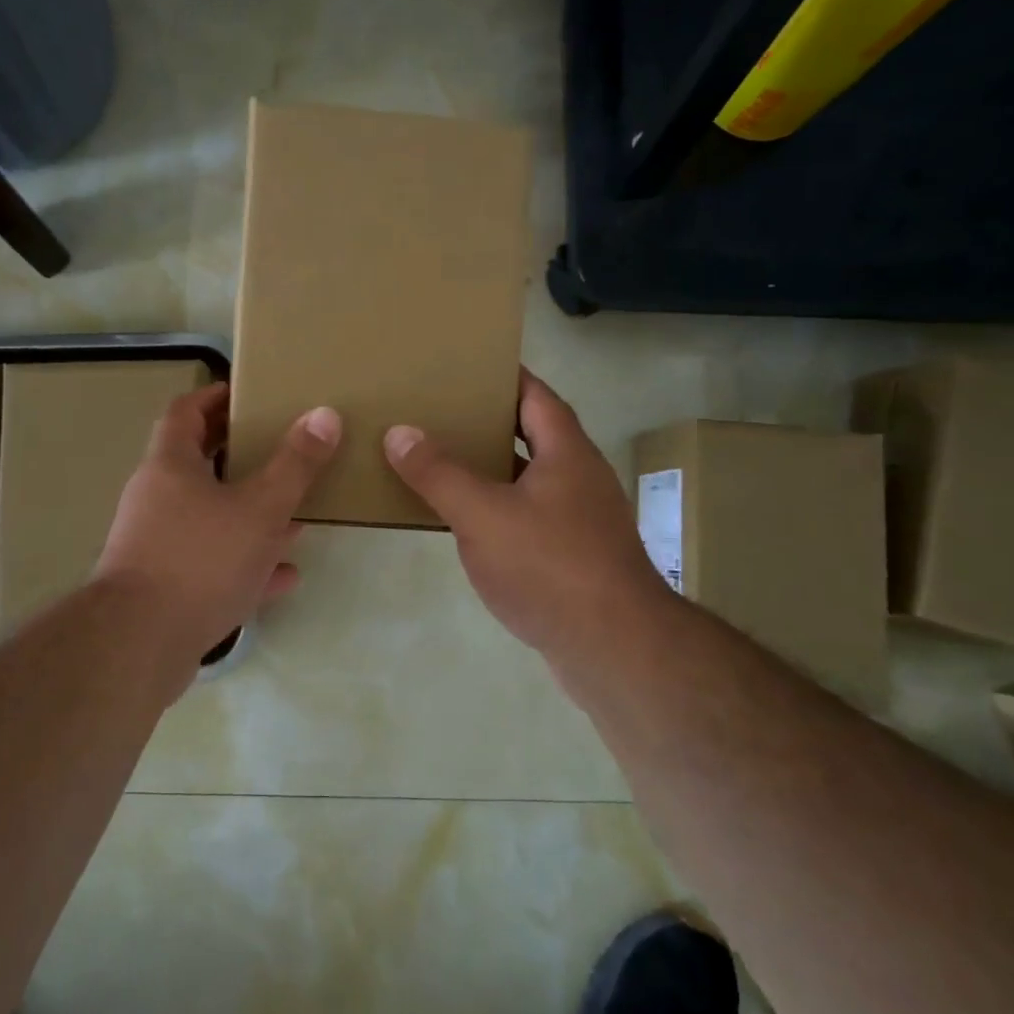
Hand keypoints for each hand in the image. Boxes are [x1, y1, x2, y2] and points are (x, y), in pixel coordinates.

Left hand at [96, 382, 340, 672]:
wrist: (139, 645)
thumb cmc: (200, 559)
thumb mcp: (260, 507)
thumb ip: (295, 464)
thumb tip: (325, 415)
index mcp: (170, 465)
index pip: (186, 411)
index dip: (215, 396)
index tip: (249, 393)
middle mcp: (157, 498)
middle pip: (199, 463)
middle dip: (241, 455)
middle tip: (282, 448)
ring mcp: (158, 545)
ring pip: (210, 517)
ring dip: (250, 514)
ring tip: (295, 513)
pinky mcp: (166, 587)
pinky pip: (212, 564)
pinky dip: (246, 563)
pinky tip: (285, 574)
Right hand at [384, 369, 671, 667]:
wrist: (613, 648)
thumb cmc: (549, 566)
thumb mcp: (482, 515)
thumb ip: (439, 473)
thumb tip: (399, 432)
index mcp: (567, 453)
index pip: (536, 395)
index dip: (505, 376)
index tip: (468, 364)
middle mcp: (580, 478)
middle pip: (534, 435)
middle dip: (490, 422)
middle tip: (441, 412)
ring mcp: (581, 520)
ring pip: (530, 480)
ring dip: (493, 469)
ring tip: (443, 461)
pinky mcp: (575, 558)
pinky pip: (530, 517)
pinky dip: (500, 510)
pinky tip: (468, 523)